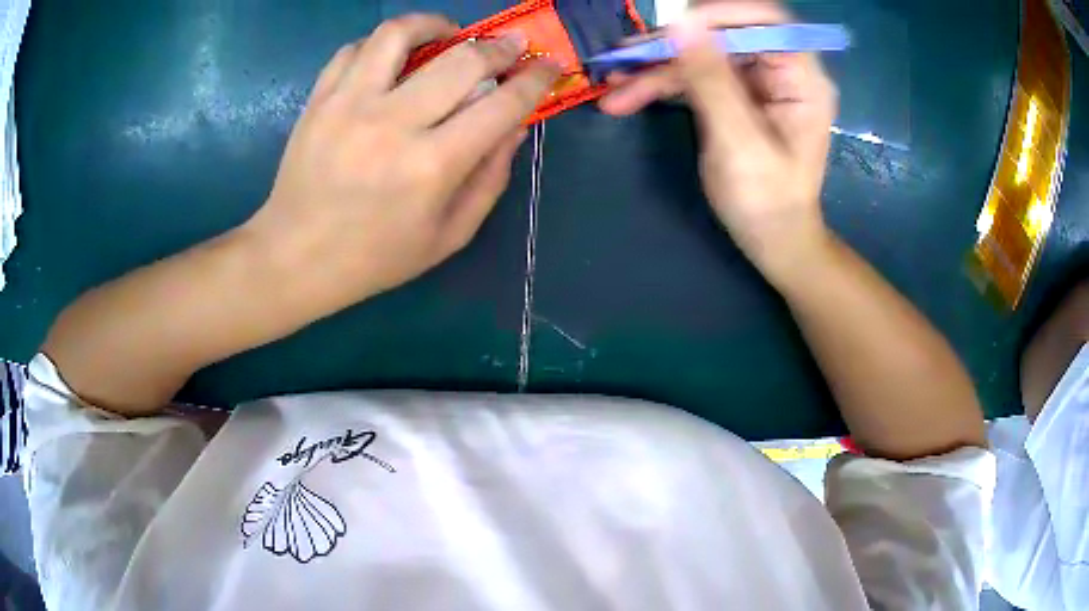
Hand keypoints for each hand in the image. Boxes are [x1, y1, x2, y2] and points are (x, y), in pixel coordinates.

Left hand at [244, 14, 559, 309]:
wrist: (295, 257)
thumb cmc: (375, 257)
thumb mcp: (448, 236)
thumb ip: (490, 179)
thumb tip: (515, 126)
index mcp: (432, 166)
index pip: (501, 105)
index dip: (534, 79)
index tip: (548, 65)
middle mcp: (392, 124)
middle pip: (461, 60)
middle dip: (498, 47)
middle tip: (508, 47)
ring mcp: (349, 105)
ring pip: (399, 34)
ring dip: (434, 24)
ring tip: (447, 34)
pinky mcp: (319, 100)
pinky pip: (355, 49)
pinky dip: (382, 44)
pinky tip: (393, 57)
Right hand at [600, 1, 837, 282]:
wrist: (772, 240)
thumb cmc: (767, 201)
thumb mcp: (739, 141)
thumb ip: (711, 79)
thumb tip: (680, 23)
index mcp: (800, 78)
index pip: (764, 19)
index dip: (719, 14)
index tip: (672, 29)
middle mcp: (779, 71)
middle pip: (723, 35)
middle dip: (672, 46)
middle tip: (623, 58)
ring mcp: (755, 83)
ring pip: (701, 55)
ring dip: (656, 68)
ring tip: (613, 85)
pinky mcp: (733, 97)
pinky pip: (695, 77)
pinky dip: (661, 85)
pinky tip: (627, 96)